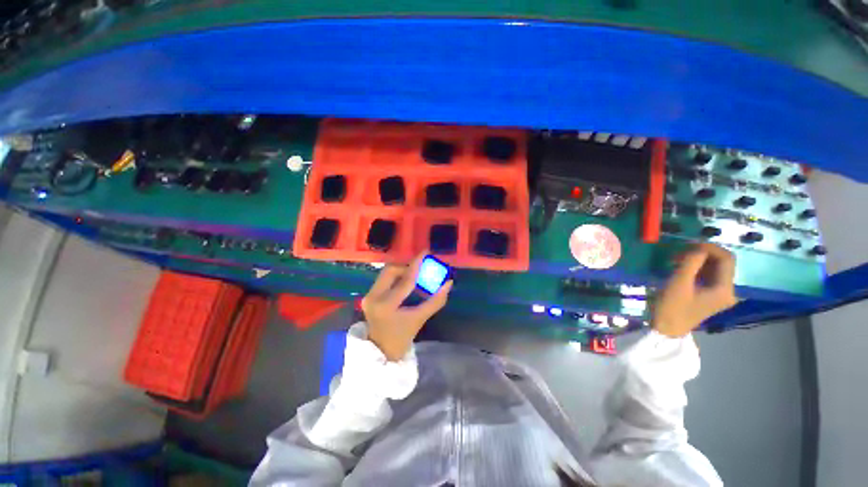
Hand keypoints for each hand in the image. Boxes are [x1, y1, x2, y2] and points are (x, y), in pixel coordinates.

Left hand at [361, 254, 452, 360]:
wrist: (382, 350)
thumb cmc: (403, 337)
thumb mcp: (420, 318)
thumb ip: (435, 301)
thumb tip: (448, 284)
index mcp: (386, 305)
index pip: (405, 280)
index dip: (417, 265)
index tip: (425, 252)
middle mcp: (374, 297)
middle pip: (391, 270)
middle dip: (406, 267)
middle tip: (419, 270)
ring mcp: (368, 296)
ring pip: (386, 273)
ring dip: (401, 271)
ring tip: (413, 277)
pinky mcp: (368, 296)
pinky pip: (384, 279)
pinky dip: (396, 277)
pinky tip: (405, 283)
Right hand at [653, 243, 737, 337]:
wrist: (666, 328)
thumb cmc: (672, 306)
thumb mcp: (679, 282)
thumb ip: (691, 262)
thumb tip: (698, 246)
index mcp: (725, 289)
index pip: (727, 259)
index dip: (710, 247)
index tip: (688, 244)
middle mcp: (729, 290)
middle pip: (722, 263)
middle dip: (702, 254)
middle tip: (680, 252)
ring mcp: (721, 294)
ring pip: (715, 268)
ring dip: (698, 260)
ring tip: (677, 259)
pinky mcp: (711, 295)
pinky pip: (708, 275)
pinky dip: (696, 268)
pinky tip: (681, 268)